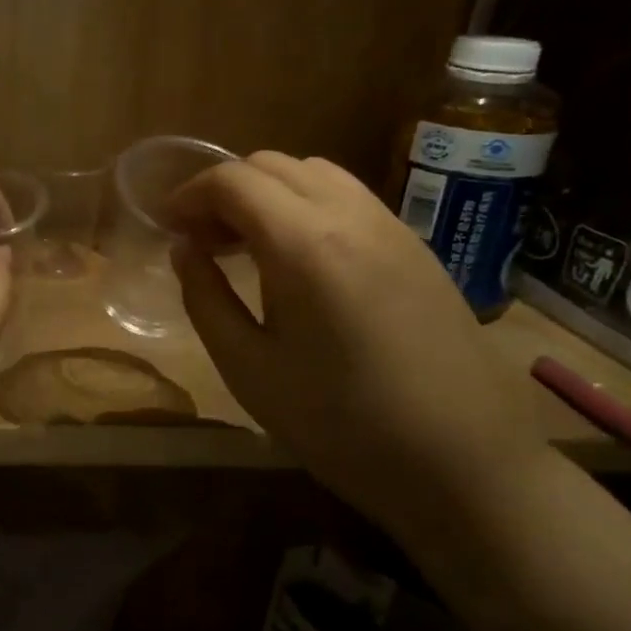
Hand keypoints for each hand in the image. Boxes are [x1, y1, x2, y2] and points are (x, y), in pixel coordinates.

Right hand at [167, 152, 545, 537]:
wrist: (465, 465)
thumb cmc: (340, 425)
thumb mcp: (248, 368)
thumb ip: (205, 298)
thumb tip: (184, 249)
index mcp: (303, 245)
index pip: (232, 180)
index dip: (188, 194)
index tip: (166, 226)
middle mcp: (351, 216)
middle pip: (271, 165)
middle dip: (223, 189)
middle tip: (199, 238)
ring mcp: (392, 227)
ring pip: (314, 173)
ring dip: (266, 192)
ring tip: (244, 244)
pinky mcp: (417, 247)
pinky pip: (348, 197)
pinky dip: (305, 204)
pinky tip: (297, 257)